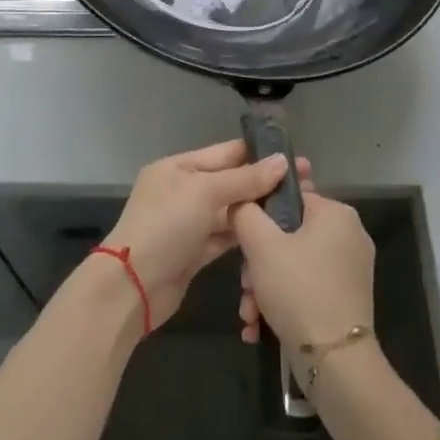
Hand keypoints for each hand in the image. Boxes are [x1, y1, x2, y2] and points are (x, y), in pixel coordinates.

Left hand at [103, 141, 311, 331]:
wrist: (132, 286)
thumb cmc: (166, 226)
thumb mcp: (205, 192)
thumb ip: (244, 178)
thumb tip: (282, 162)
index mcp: (178, 167)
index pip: (226, 153)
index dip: (260, 154)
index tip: (295, 157)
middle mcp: (183, 191)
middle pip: (230, 181)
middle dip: (264, 183)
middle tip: (307, 184)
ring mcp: (188, 223)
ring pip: (230, 210)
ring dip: (258, 209)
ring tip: (297, 207)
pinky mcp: (194, 252)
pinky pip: (225, 236)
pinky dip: (245, 234)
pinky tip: (274, 232)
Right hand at [233, 172, 374, 350]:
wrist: (335, 361)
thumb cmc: (298, 289)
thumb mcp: (261, 245)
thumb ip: (245, 213)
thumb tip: (241, 202)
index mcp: (336, 213)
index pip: (289, 198)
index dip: (259, 218)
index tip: (242, 244)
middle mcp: (349, 236)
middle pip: (287, 237)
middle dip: (258, 265)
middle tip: (245, 286)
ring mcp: (349, 270)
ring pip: (293, 266)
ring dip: (264, 288)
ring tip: (249, 314)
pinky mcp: (346, 300)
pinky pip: (306, 288)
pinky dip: (282, 303)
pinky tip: (259, 327)